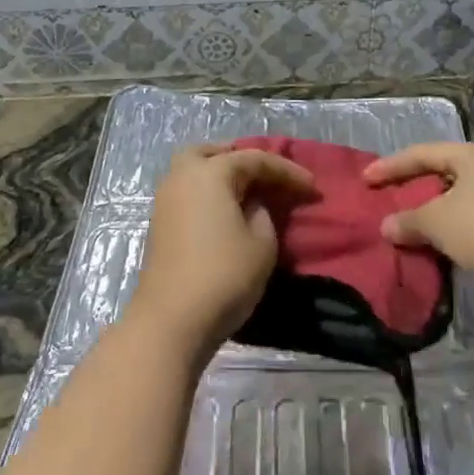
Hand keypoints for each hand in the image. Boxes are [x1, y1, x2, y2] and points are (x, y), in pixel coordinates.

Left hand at [131, 143, 314, 353]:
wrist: (171, 321)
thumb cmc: (224, 275)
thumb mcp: (262, 242)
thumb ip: (263, 212)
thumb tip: (253, 203)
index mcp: (210, 172)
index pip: (255, 160)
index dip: (287, 172)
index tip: (313, 188)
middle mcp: (182, 176)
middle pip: (214, 153)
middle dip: (242, 159)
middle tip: (268, 176)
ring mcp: (166, 200)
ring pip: (195, 171)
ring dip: (222, 175)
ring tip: (249, 192)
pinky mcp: (160, 224)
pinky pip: (189, 192)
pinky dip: (209, 193)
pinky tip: (227, 210)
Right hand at [363, 142, 473, 284]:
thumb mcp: (436, 221)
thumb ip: (408, 220)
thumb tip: (386, 227)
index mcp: (473, 154)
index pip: (423, 153)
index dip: (392, 166)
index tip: (366, 180)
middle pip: (444, 172)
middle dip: (416, 187)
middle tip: (391, 198)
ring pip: (461, 197)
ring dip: (436, 210)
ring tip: (412, 224)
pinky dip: (454, 227)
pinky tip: (439, 243)